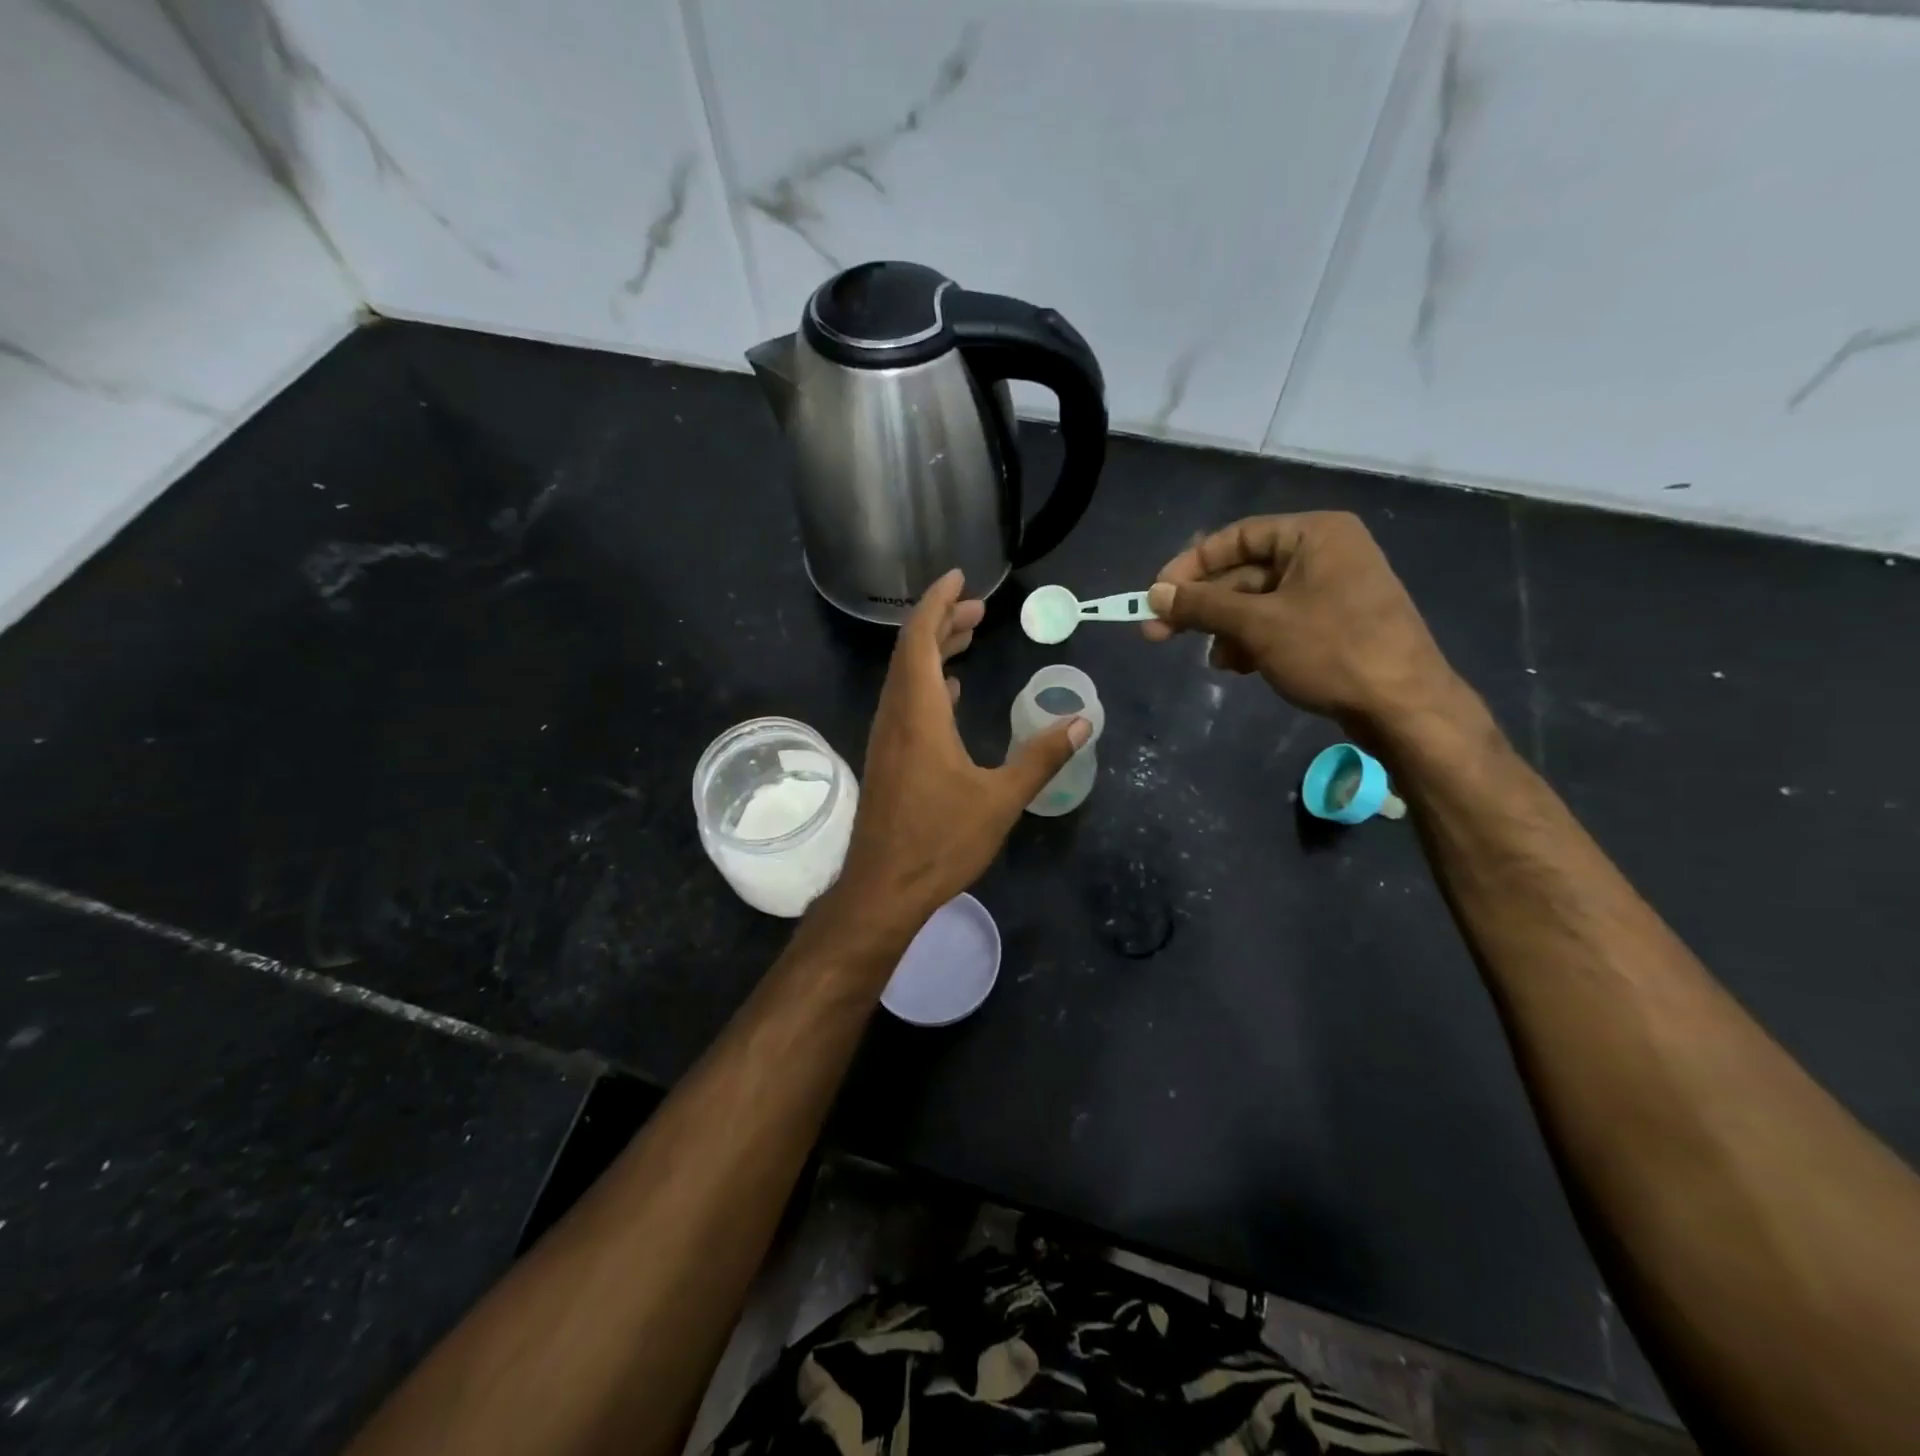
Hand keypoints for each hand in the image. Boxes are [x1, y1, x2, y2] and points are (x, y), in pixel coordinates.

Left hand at [834, 570, 1088, 935]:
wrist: (883, 888)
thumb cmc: (940, 841)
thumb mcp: (1000, 799)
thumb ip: (1040, 757)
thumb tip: (1083, 721)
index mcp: (918, 713)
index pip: (921, 639)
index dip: (937, 602)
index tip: (958, 576)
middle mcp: (895, 715)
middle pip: (912, 651)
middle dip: (942, 621)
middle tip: (978, 608)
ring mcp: (886, 737)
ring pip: (906, 677)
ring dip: (934, 651)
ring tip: (968, 637)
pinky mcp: (887, 758)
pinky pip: (905, 702)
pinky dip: (928, 684)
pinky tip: (950, 693)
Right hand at [1142, 513, 1464, 738]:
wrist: (1405, 708)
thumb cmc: (1331, 651)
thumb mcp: (1258, 625)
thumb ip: (1202, 605)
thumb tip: (1154, 594)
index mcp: (1315, 535)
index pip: (1237, 537)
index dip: (1191, 565)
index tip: (1156, 595)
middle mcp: (1326, 553)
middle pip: (1245, 572)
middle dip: (1204, 606)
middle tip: (1158, 633)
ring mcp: (1333, 591)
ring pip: (1259, 603)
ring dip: (1227, 629)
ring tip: (1216, 661)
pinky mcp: (1336, 625)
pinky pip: (1280, 623)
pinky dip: (1254, 641)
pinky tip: (1240, 667)